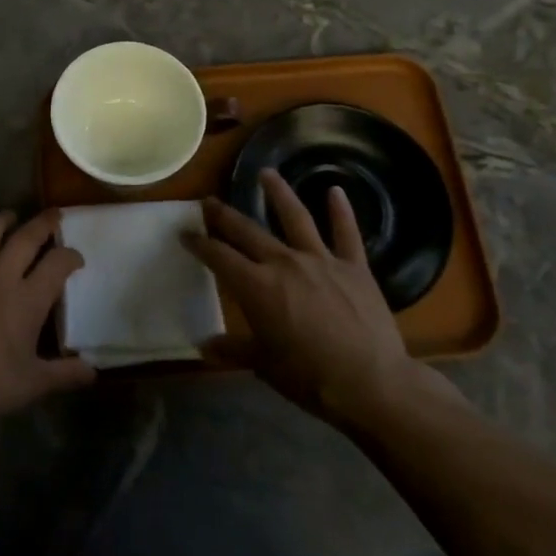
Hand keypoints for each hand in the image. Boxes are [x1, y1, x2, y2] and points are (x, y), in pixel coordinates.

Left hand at [0, 210, 95, 436]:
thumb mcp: (33, 384)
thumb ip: (65, 374)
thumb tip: (93, 372)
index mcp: (27, 300)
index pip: (57, 265)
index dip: (70, 256)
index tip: (76, 258)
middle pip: (24, 239)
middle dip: (42, 224)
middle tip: (52, 215)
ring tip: (8, 216)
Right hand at [184, 171, 462, 429]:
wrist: (370, 383)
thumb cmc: (309, 377)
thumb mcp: (263, 365)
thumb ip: (232, 349)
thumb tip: (202, 346)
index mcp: (257, 287)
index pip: (219, 257)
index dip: (200, 244)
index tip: (186, 233)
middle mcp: (284, 263)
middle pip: (248, 231)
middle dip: (225, 215)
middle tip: (210, 201)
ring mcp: (321, 260)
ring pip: (295, 218)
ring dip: (279, 193)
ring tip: (266, 173)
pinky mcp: (354, 267)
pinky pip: (346, 233)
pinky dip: (341, 211)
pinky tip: (336, 191)